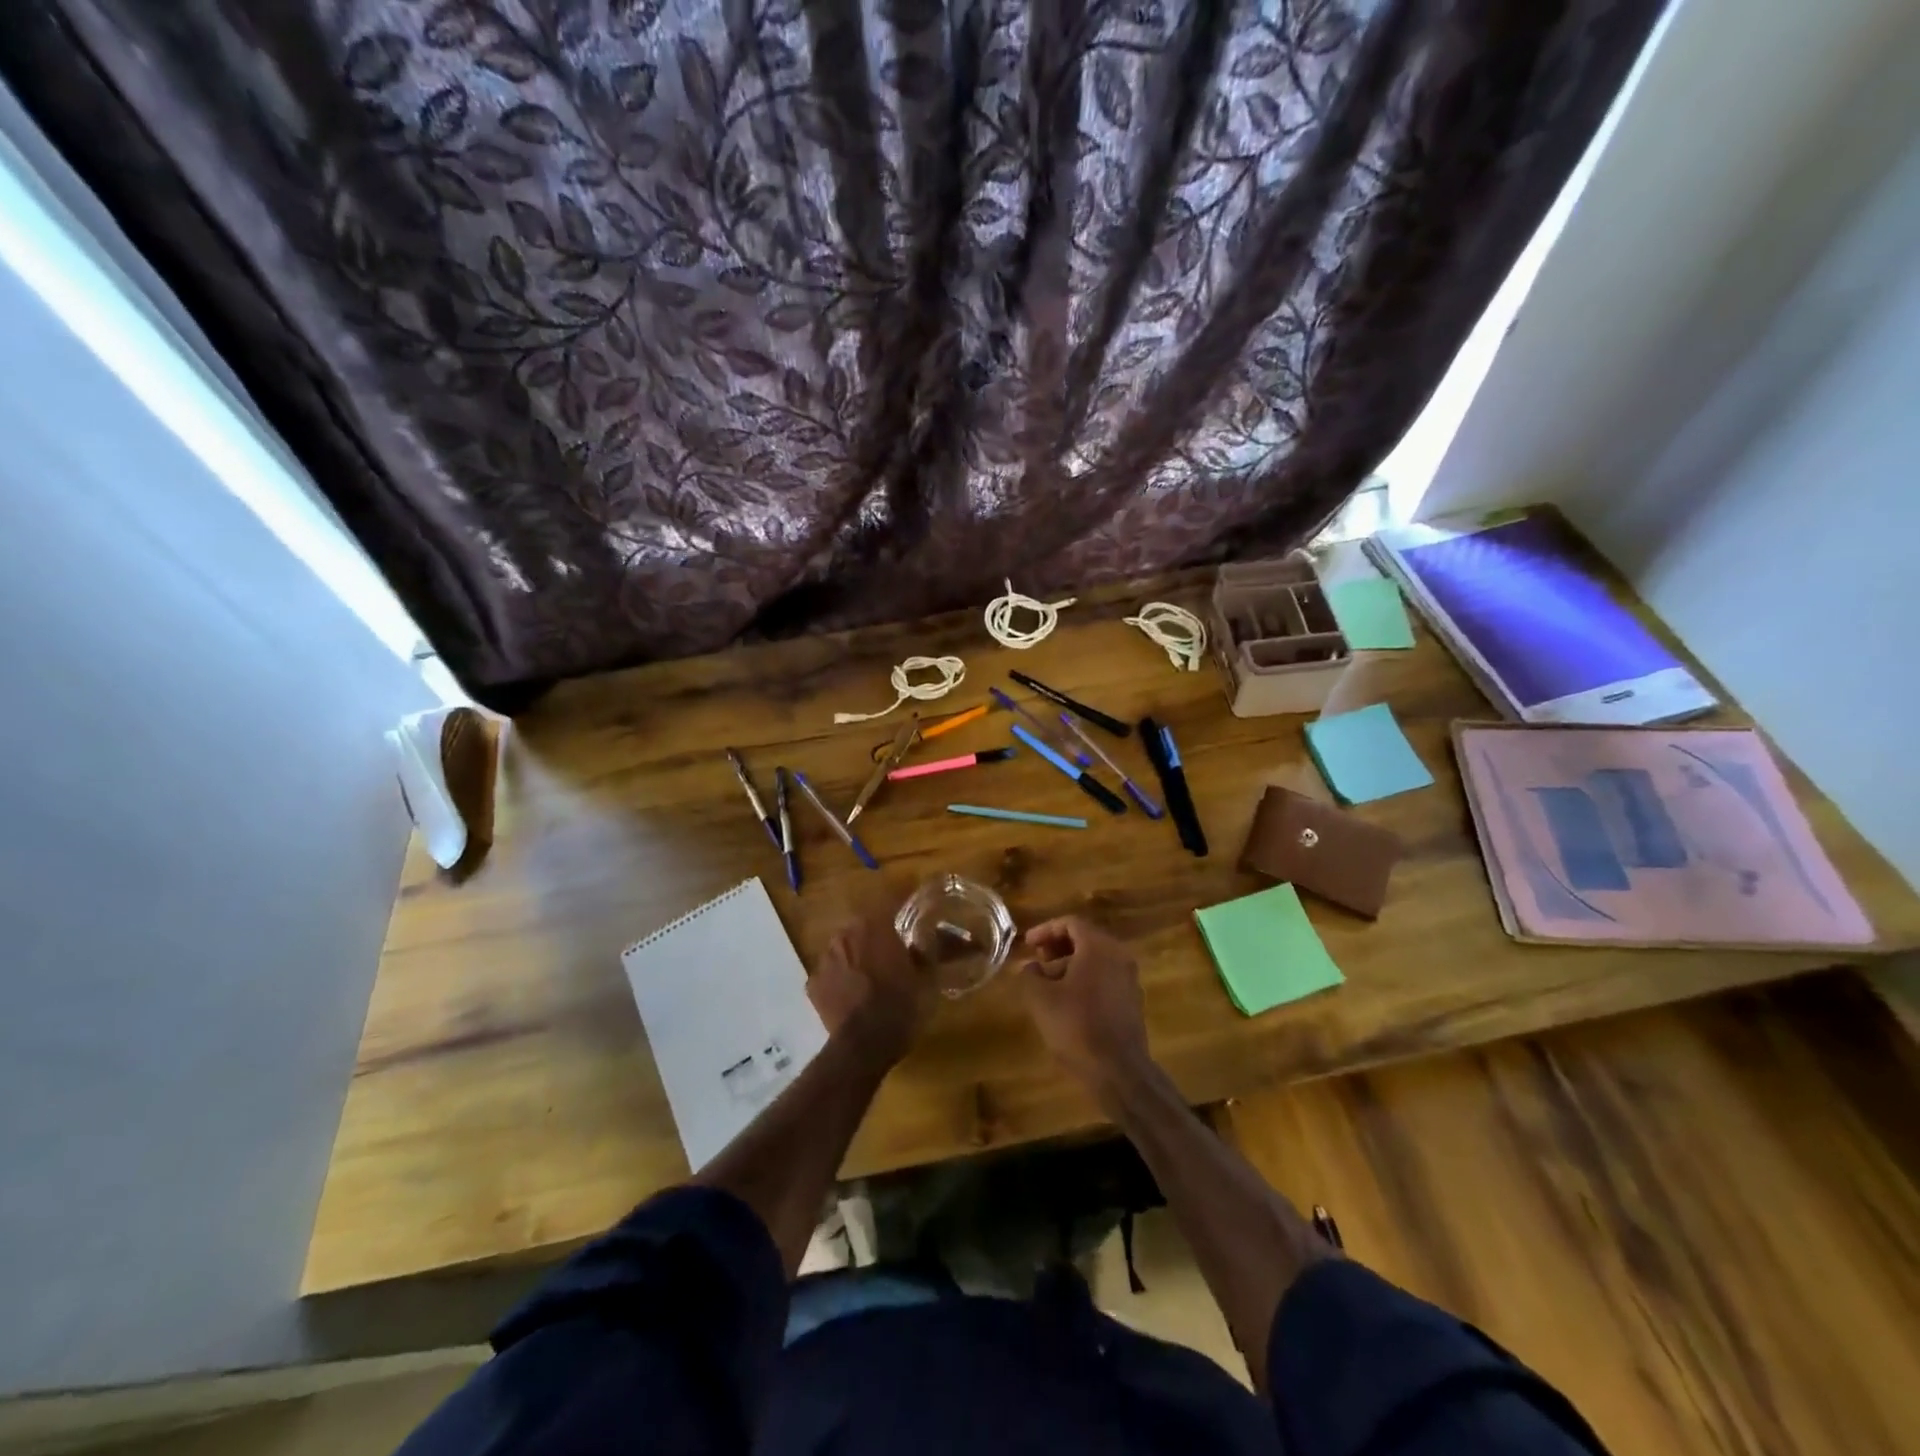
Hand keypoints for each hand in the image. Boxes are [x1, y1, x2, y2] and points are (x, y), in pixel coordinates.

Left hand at [808, 912, 932, 1064]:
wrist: (862, 1048)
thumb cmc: (901, 1008)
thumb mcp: (927, 979)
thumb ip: (928, 949)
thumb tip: (929, 932)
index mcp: (874, 926)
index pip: (889, 898)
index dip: (902, 897)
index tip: (911, 900)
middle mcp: (845, 934)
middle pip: (864, 925)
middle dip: (878, 933)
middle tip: (893, 950)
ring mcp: (825, 959)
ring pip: (845, 948)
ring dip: (858, 956)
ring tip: (872, 976)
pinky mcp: (813, 984)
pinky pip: (832, 973)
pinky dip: (842, 980)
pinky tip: (853, 995)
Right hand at [1017, 916, 1152, 1093]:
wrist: (1118, 1072)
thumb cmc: (1077, 1026)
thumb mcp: (1040, 999)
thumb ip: (1029, 975)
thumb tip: (1030, 968)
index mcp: (1099, 947)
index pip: (1071, 923)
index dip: (1045, 930)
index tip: (1027, 944)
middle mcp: (1119, 956)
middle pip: (1085, 940)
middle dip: (1057, 947)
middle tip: (1036, 960)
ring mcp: (1129, 979)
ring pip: (1095, 960)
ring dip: (1069, 965)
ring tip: (1046, 985)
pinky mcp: (1131, 1001)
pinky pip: (1104, 978)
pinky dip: (1084, 980)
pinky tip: (1066, 1002)